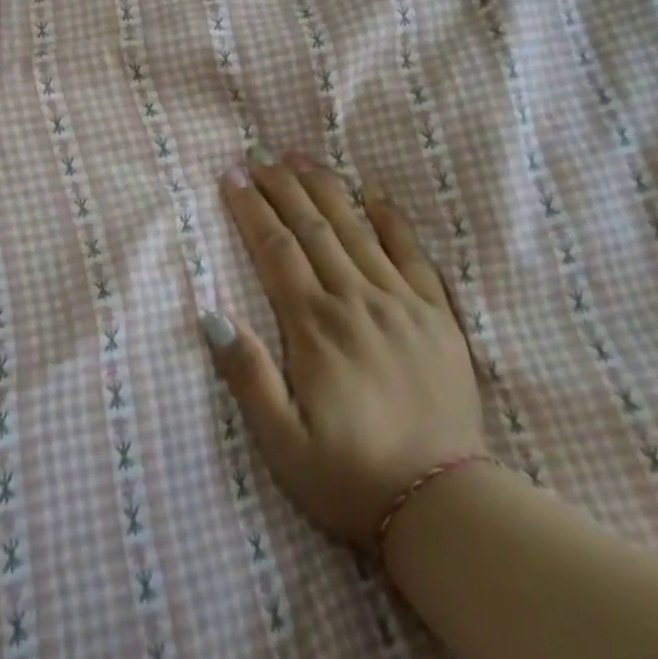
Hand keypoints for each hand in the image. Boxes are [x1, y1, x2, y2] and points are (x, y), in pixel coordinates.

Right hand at [206, 149, 489, 548]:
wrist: (445, 505)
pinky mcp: (437, 316)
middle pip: (312, 227)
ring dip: (326, 189)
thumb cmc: (351, 478)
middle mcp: (356, 301)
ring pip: (356, 229)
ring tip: (301, 157)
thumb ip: (247, 376)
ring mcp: (401, 303)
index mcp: (315, 327)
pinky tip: (377, 194)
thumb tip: (212, 315)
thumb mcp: (282, 445)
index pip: (275, 249)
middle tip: (259, 153)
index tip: (231, 176)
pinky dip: (393, 220)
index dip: (250, 208)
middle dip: (282, 185)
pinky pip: (413, 254)